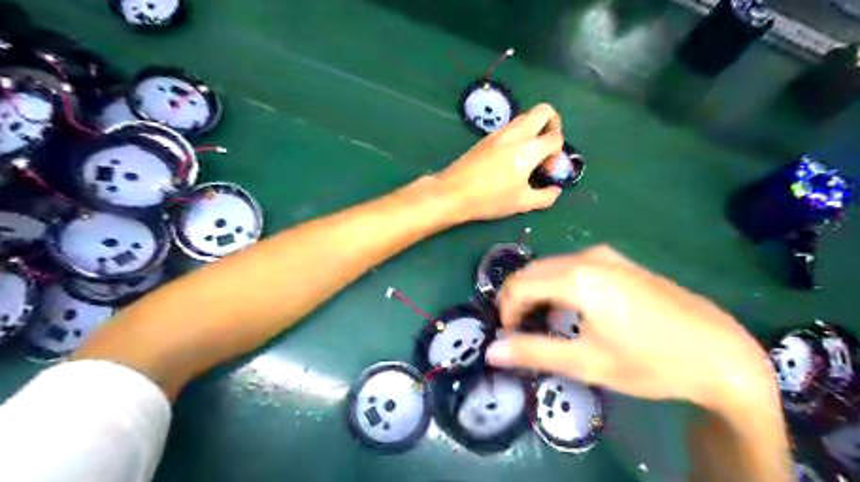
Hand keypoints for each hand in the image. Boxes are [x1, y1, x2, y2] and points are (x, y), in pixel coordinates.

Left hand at [438, 104, 564, 220]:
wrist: (453, 192)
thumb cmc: (490, 199)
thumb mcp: (522, 203)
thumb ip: (545, 197)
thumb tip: (555, 190)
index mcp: (528, 149)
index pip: (555, 137)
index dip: (558, 153)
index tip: (547, 171)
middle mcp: (516, 133)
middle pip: (544, 111)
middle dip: (554, 125)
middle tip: (547, 148)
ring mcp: (499, 132)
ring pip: (525, 117)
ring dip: (535, 129)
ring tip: (529, 156)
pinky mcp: (487, 137)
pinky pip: (511, 127)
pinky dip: (519, 135)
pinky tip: (511, 158)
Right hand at [487, 244, 776, 409]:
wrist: (720, 353)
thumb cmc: (650, 361)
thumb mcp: (587, 362)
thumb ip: (533, 352)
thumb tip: (491, 351)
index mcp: (576, 277)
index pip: (518, 286)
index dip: (506, 311)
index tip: (509, 337)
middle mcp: (587, 257)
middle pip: (532, 272)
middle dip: (518, 300)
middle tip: (520, 333)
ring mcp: (607, 256)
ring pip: (552, 268)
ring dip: (538, 293)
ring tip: (544, 325)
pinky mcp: (620, 262)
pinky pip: (573, 267)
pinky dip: (558, 286)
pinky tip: (572, 311)